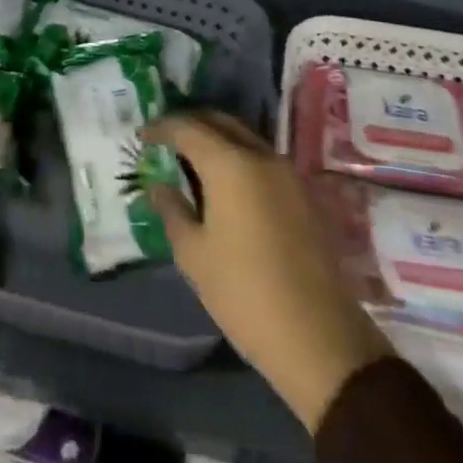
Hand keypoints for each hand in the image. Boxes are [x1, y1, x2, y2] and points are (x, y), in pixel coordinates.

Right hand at [144, 111, 391, 431]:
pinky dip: (237, 158)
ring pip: (244, 138)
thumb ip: (172, 210)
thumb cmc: (245, 294)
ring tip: (192, 162)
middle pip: (220, 122)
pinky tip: (224, 185)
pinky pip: (261, 159)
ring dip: (216, 140)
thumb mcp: (194, 256)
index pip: (187, 128)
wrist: (321, 340)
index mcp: (230, 164)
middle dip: (190, 125)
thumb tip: (158, 185)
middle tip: (165, 141)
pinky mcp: (304, 194)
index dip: (161, 127)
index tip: (142, 136)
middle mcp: (261, 156)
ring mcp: (288, 173)